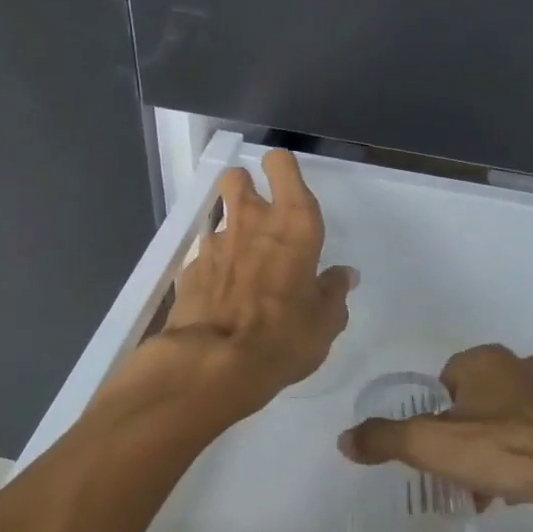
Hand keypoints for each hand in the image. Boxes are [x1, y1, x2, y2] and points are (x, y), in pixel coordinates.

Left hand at [145, 149, 354, 418]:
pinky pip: (205, 255)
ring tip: (243, 267)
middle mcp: (252, 222)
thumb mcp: (326, 322)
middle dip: (246, 186)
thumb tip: (343, 275)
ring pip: (220, 217)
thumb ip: (334, 291)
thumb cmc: (284, 337)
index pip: (283, 166)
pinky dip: (214, 267)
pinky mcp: (189, 269)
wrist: (214, 364)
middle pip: (238, 177)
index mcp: (294, 225)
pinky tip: (221, 294)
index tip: (286, 183)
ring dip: (232, 232)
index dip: (282, 168)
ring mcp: (214, 243)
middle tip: (260, 216)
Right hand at [339, 344, 532, 526]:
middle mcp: (521, 363)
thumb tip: (345, 438)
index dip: (437, 419)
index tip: (441, 453)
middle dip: (468, 436)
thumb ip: (385, 439)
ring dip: (499, 446)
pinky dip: (531, 452)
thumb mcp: (433, 446)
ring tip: (500, 488)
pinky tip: (531, 482)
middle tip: (467, 475)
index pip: (445, 383)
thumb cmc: (508, 450)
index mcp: (484, 360)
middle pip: (478, 401)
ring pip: (511, 417)